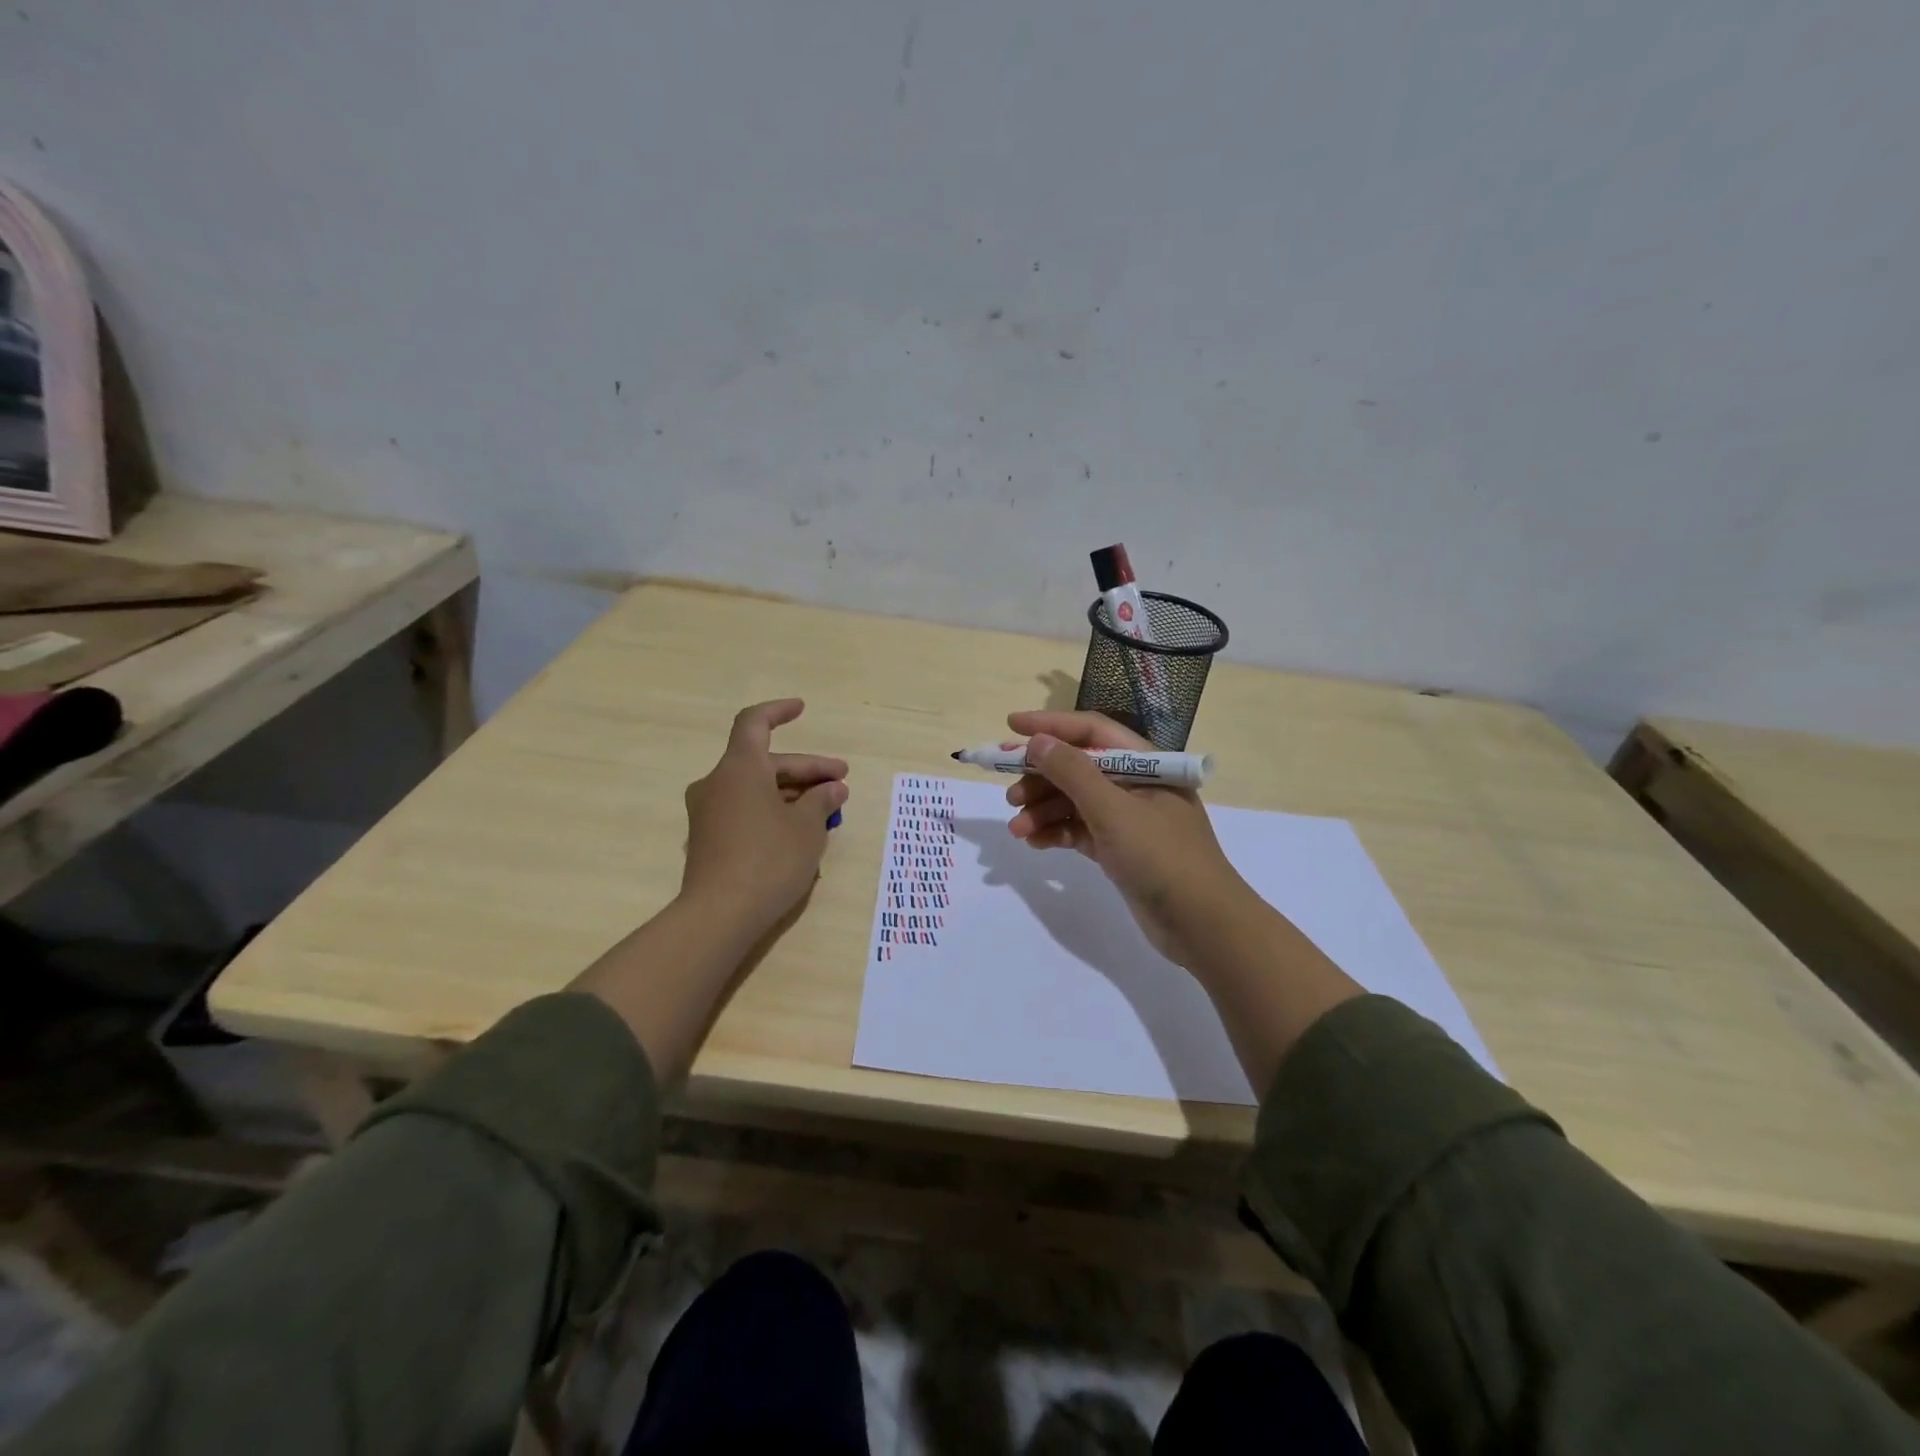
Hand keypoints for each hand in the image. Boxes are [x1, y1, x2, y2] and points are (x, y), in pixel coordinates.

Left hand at [680, 699, 848, 938]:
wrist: (719, 915)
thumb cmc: (769, 859)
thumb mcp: (807, 827)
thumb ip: (821, 801)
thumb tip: (832, 789)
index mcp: (739, 768)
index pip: (754, 723)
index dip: (779, 711)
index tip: (802, 710)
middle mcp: (717, 783)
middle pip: (765, 762)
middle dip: (806, 771)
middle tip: (841, 783)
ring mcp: (708, 813)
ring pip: (756, 788)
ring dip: (791, 793)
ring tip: (828, 811)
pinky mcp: (708, 840)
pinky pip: (745, 811)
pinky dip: (772, 811)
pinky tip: (799, 832)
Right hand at [1004, 709, 1254, 965]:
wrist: (1203, 925)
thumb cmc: (1162, 857)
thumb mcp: (1113, 811)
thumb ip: (1073, 773)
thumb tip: (1038, 741)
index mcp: (1145, 763)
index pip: (1091, 731)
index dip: (1051, 725)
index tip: (1011, 725)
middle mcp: (1136, 784)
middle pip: (1078, 767)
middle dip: (1041, 776)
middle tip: (1008, 792)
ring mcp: (1128, 818)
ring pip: (1075, 801)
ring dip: (1043, 810)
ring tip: (1016, 828)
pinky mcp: (1119, 849)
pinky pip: (1079, 829)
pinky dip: (1056, 832)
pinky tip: (1034, 841)